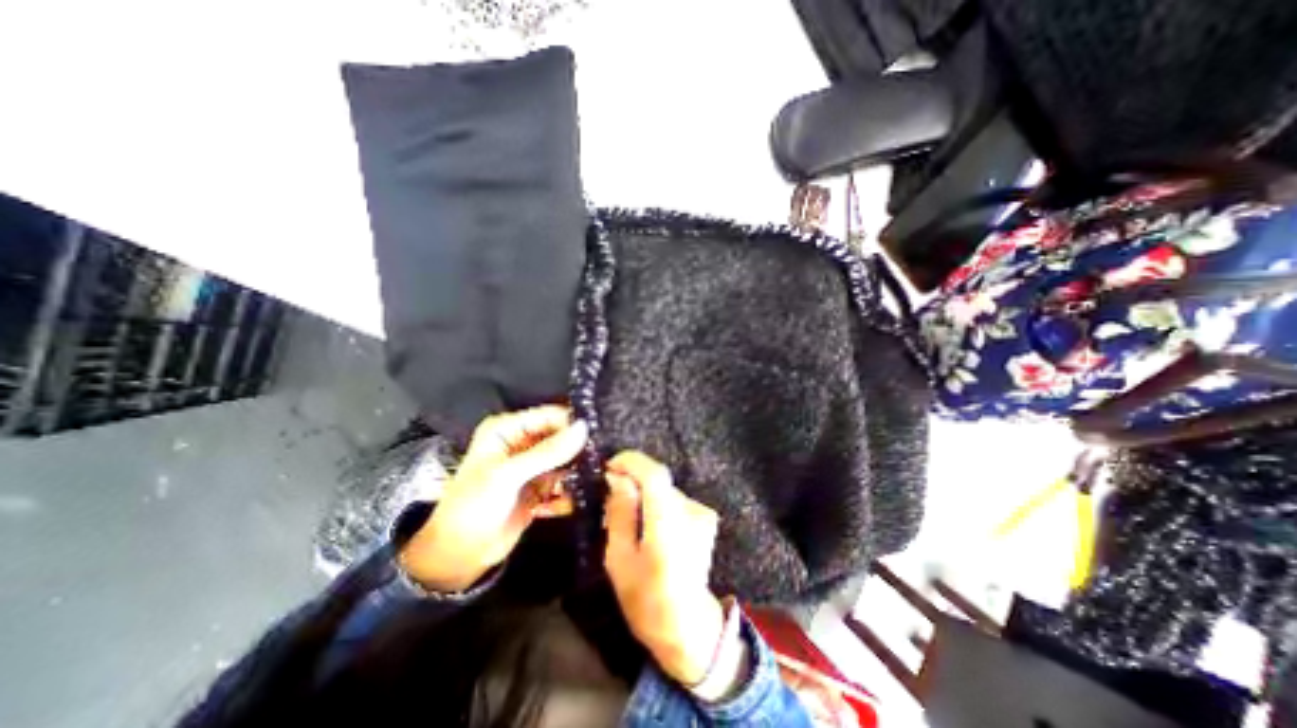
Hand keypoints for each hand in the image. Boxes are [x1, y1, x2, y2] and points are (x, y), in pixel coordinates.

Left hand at [398, 407, 591, 593]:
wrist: (458, 556)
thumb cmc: (474, 507)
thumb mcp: (508, 475)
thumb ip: (547, 452)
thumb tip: (584, 428)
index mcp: (508, 429)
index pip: (550, 416)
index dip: (573, 423)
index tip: (599, 433)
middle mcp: (522, 442)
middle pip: (561, 436)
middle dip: (579, 447)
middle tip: (604, 456)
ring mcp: (533, 465)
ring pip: (566, 458)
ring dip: (578, 468)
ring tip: (598, 476)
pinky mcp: (541, 486)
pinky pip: (564, 480)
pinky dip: (572, 488)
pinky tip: (581, 497)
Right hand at [600, 451, 723, 683]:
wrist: (687, 626)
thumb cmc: (646, 600)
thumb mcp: (619, 560)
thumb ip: (620, 514)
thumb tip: (617, 479)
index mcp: (668, 524)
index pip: (654, 474)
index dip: (631, 462)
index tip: (608, 466)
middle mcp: (690, 512)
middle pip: (657, 481)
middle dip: (632, 481)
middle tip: (610, 498)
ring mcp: (702, 514)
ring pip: (664, 490)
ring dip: (643, 495)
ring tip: (627, 518)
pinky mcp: (705, 518)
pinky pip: (673, 500)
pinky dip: (656, 504)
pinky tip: (647, 526)